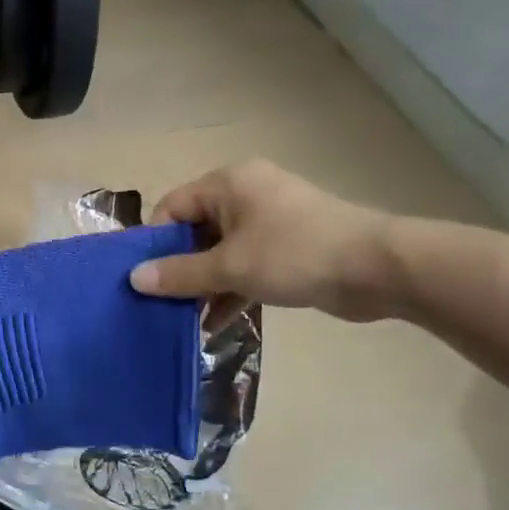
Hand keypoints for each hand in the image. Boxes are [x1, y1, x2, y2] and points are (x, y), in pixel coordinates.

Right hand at [128, 159, 401, 320]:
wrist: (375, 268)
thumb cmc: (294, 255)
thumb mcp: (229, 266)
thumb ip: (179, 274)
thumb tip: (133, 279)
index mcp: (229, 183)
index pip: (172, 207)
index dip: (154, 242)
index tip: (142, 280)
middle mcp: (246, 195)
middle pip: (195, 231)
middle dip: (178, 270)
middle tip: (158, 305)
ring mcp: (268, 222)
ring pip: (220, 254)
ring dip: (203, 287)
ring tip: (182, 321)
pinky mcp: (286, 249)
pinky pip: (244, 267)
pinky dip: (229, 292)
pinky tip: (214, 326)